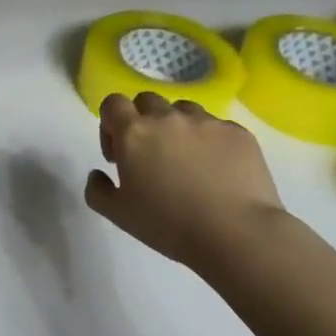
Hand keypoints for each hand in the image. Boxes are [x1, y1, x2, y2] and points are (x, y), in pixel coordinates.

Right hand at [84, 92, 285, 275]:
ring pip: (183, 110)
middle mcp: (168, 118)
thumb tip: (98, 174)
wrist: (236, 234)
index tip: (118, 154)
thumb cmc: (168, 224)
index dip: (110, 123)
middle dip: (143, 121)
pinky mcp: (238, 133)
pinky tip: (217, 171)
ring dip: (177, 128)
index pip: (112, 103)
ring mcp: (207, 122)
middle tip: (150, 155)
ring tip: (186, 161)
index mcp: (134, 132)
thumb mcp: (117, 214)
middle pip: (147, 101)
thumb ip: (97, 190)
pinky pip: (217, 127)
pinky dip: (210, 142)